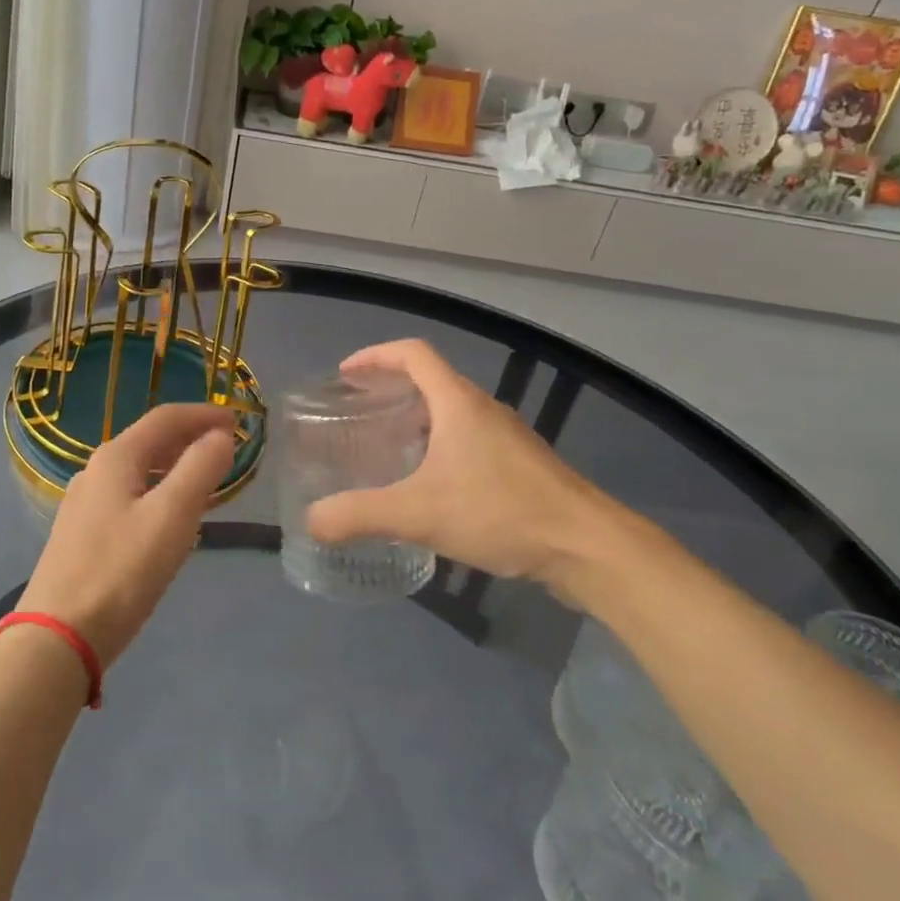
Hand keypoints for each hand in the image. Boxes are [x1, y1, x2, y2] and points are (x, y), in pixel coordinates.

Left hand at [19, 402, 236, 666]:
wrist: (58, 637)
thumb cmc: (120, 572)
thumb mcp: (171, 517)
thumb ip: (200, 469)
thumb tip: (221, 436)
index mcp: (116, 458)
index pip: (166, 417)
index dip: (204, 414)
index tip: (239, 421)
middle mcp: (96, 471)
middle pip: (151, 440)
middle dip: (191, 438)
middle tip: (229, 448)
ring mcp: (85, 503)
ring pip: (140, 470)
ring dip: (177, 466)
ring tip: (209, 480)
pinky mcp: (83, 533)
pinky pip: (131, 496)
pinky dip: (160, 492)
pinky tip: (173, 517)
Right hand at [305, 340, 666, 604]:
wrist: (587, 547)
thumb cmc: (501, 512)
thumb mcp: (420, 513)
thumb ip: (361, 515)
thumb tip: (312, 520)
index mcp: (458, 403)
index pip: (413, 353)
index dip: (376, 356)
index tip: (345, 374)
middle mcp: (482, 409)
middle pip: (431, 380)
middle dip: (390, 388)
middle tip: (357, 413)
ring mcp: (505, 437)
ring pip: (450, 412)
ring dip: (415, 419)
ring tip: (385, 448)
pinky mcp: (519, 465)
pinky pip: (467, 439)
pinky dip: (438, 445)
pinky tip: (429, 486)